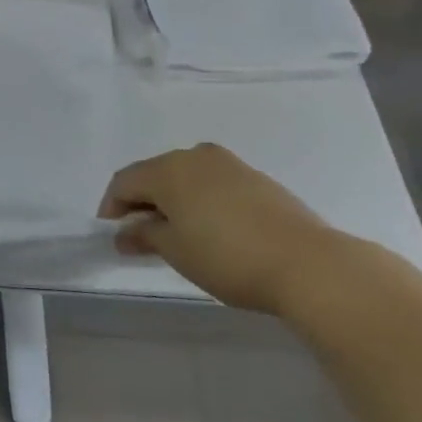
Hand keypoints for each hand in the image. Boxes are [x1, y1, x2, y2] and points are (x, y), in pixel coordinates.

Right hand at [97, 144, 348, 315]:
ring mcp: (229, 164)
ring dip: (172, 200)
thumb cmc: (227, 257)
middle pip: (154, 174)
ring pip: (185, 177)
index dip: (112, 207)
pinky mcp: (257, 179)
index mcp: (168, 169)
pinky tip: (209, 228)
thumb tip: (125, 233)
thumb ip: (144, 236)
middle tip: (140, 235)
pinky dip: (200, 200)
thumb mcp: (175, 251)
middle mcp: (195, 156)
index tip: (112, 235)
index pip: (124, 182)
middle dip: (142, 202)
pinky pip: (212, 183)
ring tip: (175, 233)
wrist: (310, 264)